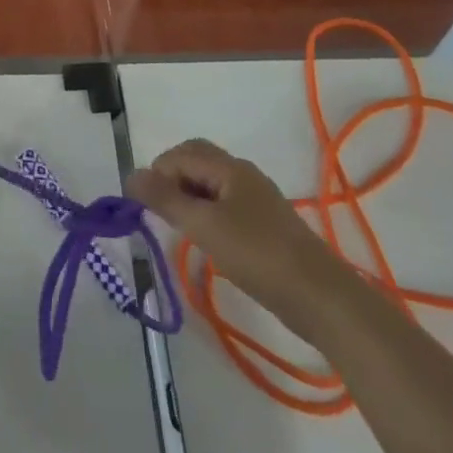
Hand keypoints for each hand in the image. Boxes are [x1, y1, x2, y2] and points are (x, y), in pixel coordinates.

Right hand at [127, 138, 347, 337]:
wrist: (322, 298)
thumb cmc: (257, 255)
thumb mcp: (203, 226)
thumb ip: (164, 199)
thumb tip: (130, 175)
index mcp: (229, 167)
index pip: (180, 154)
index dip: (156, 174)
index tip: (143, 206)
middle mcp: (243, 174)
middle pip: (196, 161)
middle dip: (171, 179)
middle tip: (158, 211)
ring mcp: (257, 199)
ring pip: (210, 184)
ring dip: (188, 197)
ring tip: (178, 227)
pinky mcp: (265, 225)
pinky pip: (225, 204)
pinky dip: (206, 212)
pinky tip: (206, 239)